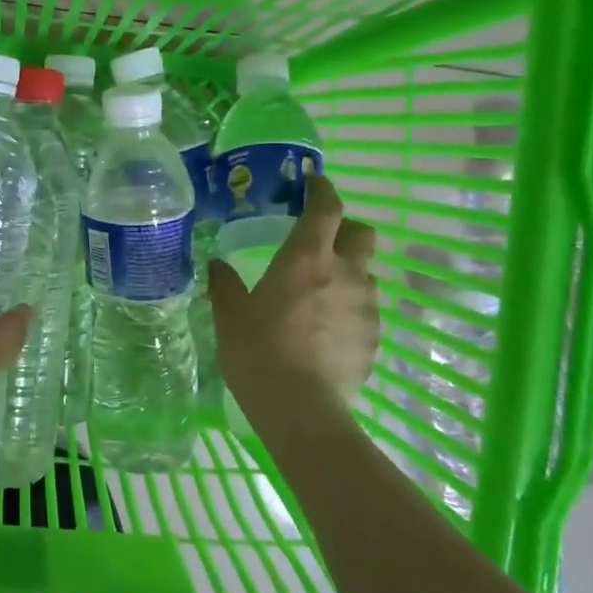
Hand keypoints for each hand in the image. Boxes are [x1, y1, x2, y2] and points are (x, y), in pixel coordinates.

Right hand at [208, 175, 380, 421]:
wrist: (302, 410)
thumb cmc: (259, 352)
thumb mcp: (230, 316)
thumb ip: (225, 284)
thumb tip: (218, 265)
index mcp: (306, 258)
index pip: (326, 207)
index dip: (321, 189)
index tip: (312, 183)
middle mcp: (345, 273)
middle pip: (362, 232)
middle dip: (345, 228)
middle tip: (321, 241)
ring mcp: (366, 306)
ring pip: (367, 273)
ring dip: (349, 272)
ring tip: (323, 294)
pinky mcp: (375, 337)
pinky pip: (366, 310)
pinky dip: (351, 309)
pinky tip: (328, 331)